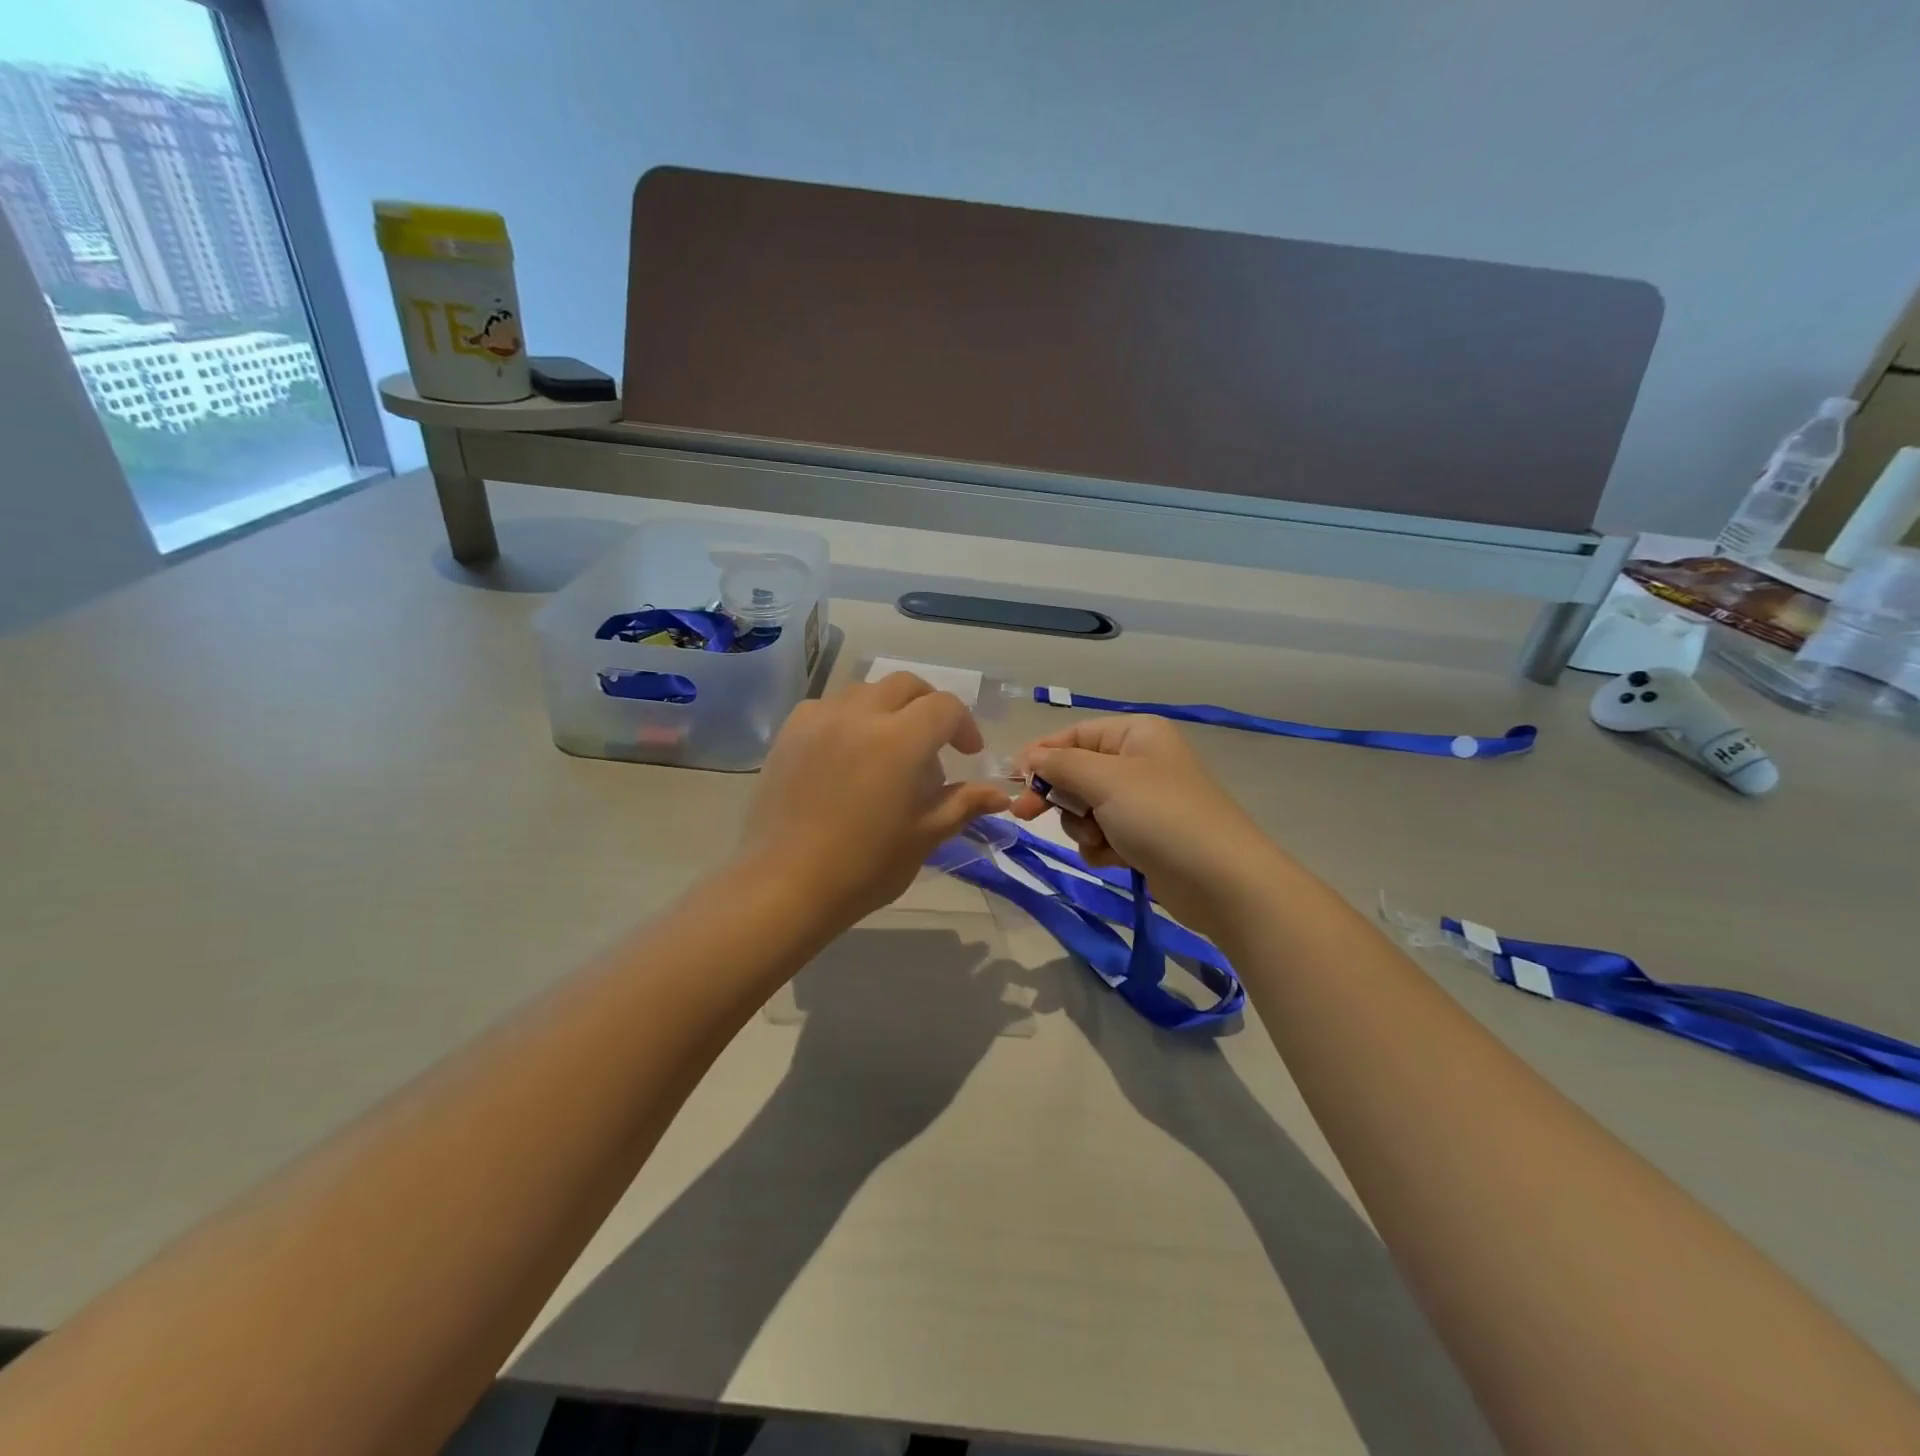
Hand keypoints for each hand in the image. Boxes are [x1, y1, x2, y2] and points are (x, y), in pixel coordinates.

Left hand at [738, 673, 1011, 926]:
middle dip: (929, 706)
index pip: (945, 708)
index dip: (964, 726)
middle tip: (935, 743)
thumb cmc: (864, 867)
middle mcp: (859, 715)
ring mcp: (819, 720)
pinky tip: (847, 753)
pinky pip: (827, 707)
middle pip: (905, 686)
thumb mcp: (924, 836)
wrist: (785, 886)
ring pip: (865, 691)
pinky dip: (848, 718)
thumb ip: (963, 804)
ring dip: (888, 709)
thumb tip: (1000, 794)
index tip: (968, 754)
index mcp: (899, 740)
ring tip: (889, 750)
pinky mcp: (789, 733)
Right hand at [1011, 716, 1280, 928]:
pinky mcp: (1144, 838)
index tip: (1013, 780)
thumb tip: (1029, 758)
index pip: (1074, 735)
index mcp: (1136, 734)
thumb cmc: (1161, 815)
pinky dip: (1101, 847)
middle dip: (1059, 796)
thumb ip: (1060, 765)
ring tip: (1101, 840)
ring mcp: (1143, 802)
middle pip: (1077, 772)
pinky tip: (1115, 859)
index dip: (1041, 755)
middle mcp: (1139, 761)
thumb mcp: (1105, 780)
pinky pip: (1103, 835)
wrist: (1220, 881)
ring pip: (1086, 808)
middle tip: (1026, 815)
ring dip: (1083, 826)